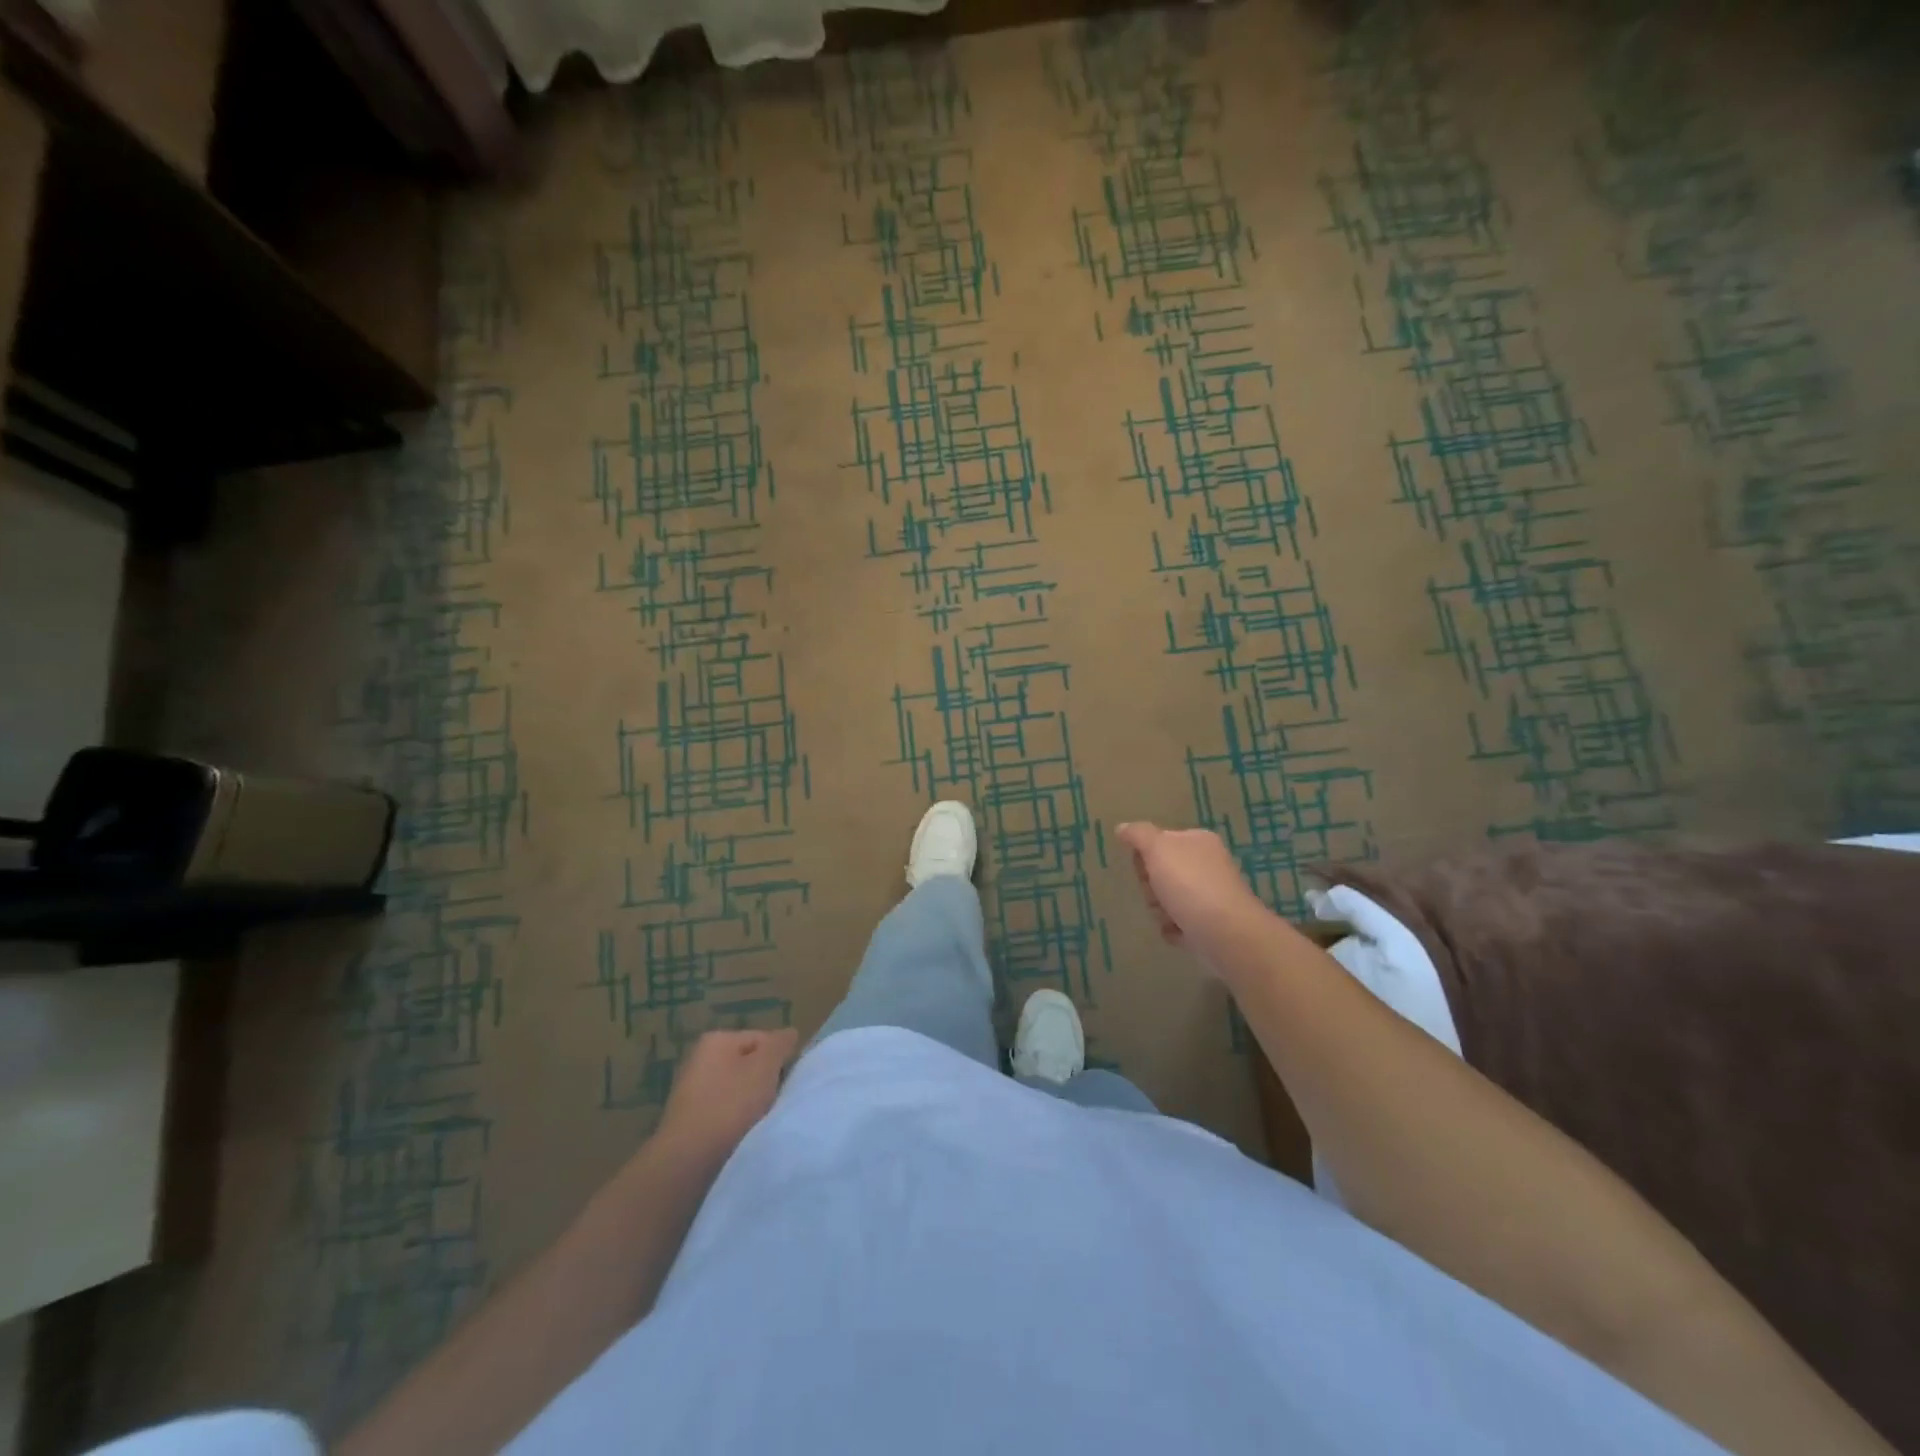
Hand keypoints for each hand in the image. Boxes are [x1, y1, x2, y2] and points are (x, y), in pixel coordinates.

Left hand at [655, 1029, 797, 1160]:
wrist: (688, 1161)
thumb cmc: (730, 1105)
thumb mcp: (765, 1066)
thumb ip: (779, 1044)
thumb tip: (789, 1033)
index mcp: (716, 1040)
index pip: (761, 1039)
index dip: (780, 1057)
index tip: (787, 1080)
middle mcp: (699, 1060)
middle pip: (748, 1064)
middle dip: (765, 1081)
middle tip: (775, 1100)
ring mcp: (691, 1092)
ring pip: (737, 1091)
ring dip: (752, 1104)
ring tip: (760, 1121)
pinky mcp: (689, 1122)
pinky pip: (724, 1113)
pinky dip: (735, 1122)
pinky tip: (742, 1135)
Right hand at [1115, 822, 1264, 959]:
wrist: (1225, 932)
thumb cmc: (1189, 884)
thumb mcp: (1158, 848)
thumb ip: (1138, 834)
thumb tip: (1122, 828)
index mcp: (1197, 841)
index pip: (1160, 841)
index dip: (1145, 855)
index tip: (1144, 867)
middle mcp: (1207, 865)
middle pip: (1161, 871)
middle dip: (1151, 886)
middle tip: (1156, 893)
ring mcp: (1210, 895)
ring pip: (1167, 899)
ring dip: (1159, 910)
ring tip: (1169, 916)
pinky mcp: (1211, 923)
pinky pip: (1179, 923)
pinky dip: (1173, 928)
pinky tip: (1177, 931)